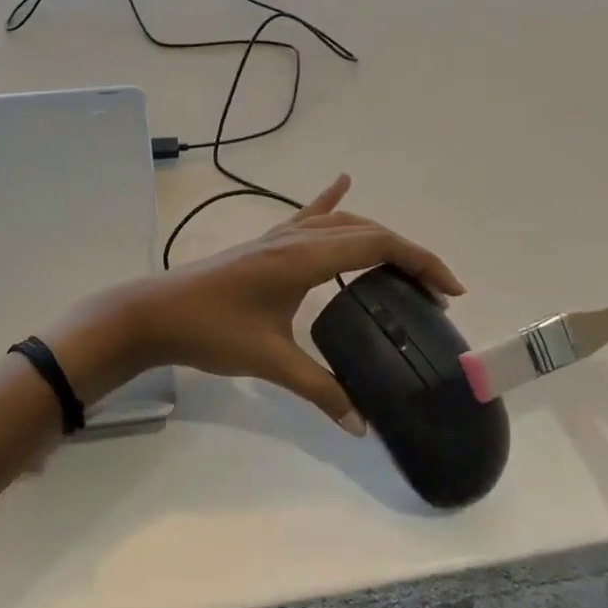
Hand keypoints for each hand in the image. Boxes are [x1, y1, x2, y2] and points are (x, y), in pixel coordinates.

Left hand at [50, 175, 462, 433]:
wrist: (157, 313)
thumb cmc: (212, 332)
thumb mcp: (270, 362)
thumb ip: (319, 390)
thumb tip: (362, 425)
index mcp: (305, 258)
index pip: (376, 245)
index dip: (419, 261)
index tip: (450, 290)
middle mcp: (297, 237)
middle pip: (366, 230)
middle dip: (406, 254)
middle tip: (434, 292)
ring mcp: (279, 235)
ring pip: (341, 223)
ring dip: (376, 236)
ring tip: (403, 265)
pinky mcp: (266, 243)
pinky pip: (307, 214)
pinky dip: (330, 200)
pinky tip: (342, 182)